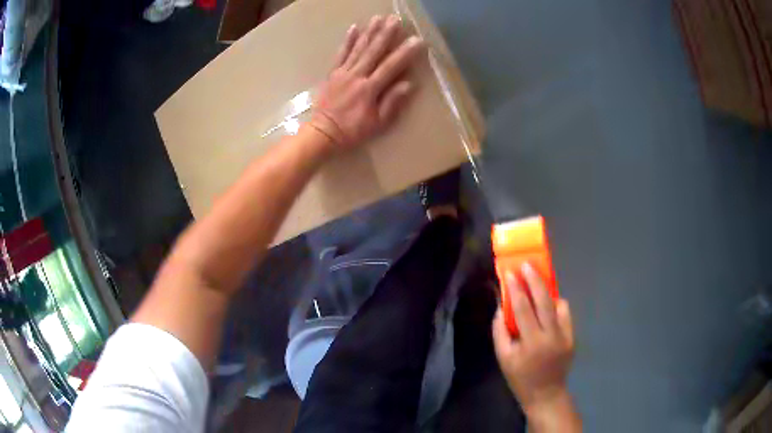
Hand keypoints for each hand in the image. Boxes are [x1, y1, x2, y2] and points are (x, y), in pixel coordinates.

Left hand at [309, 15, 424, 150]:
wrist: (323, 133)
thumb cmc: (352, 131)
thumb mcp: (377, 123)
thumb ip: (392, 102)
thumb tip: (408, 84)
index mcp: (370, 89)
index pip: (391, 66)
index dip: (404, 53)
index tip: (416, 40)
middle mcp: (357, 76)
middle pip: (374, 51)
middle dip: (386, 34)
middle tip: (396, 19)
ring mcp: (343, 72)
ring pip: (358, 48)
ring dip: (369, 32)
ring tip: (379, 17)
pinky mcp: (333, 73)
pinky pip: (341, 53)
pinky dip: (348, 40)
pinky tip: (354, 28)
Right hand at [492, 262, 575, 419]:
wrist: (546, 393)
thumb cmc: (520, 377)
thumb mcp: (503, 358)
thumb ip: (500, 331)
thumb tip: (502, 307)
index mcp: (531, 342)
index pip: (523, 309)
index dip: (516, 289)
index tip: (510, 273)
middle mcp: (551, 336)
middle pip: (544, 301)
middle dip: (535, 280)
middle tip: (527, 264)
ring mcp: (565, 335)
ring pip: (558, 304)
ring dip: (547, 291)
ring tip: (537, 283)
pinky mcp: (572, 337)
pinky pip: (565, 313)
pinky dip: (557, 305)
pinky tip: (549, 305)